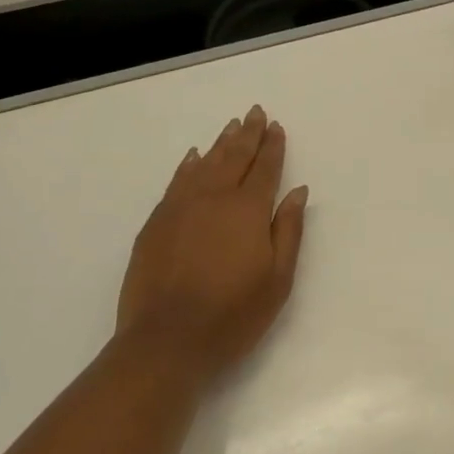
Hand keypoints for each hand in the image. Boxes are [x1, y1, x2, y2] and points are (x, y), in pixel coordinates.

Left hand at [116, 105, 309, 381]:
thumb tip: (298, 191)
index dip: (272, 146)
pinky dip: (188, 165)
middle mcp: (214, 198)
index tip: (276, 126)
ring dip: (221, 143)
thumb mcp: (278, 279)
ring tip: (232, 126)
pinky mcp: (156, 222)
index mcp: (248, 210)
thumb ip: (289, 230)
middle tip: (255, 112)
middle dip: (248, 133)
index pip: (264, 168)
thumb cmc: (233, 314)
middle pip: (234, 156)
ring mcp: (181, 207)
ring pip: (205, 164)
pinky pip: (177, 181)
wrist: (166, 341)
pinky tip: (194, 157)